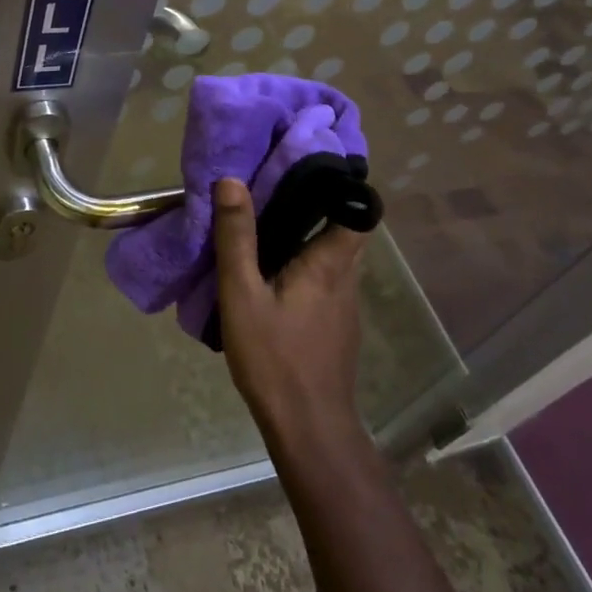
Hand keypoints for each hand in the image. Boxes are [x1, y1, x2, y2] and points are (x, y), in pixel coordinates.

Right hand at [212, 177, 369, 448]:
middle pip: (345, 227)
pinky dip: (308, 262)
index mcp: (330, 261)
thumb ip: (237, 238)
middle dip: (318, 203)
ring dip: (311, 233)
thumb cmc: (275, 357)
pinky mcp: (338, 323)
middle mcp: (347, 276)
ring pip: (336, 253)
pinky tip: (276, 273)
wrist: (309, 426)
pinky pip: (327, 277)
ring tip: (271, 222)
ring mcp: (346, 302)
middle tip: (277, 187)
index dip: (342, 183)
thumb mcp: (242, 294)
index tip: (309, 166)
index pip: (359, 208)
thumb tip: (232, 181)